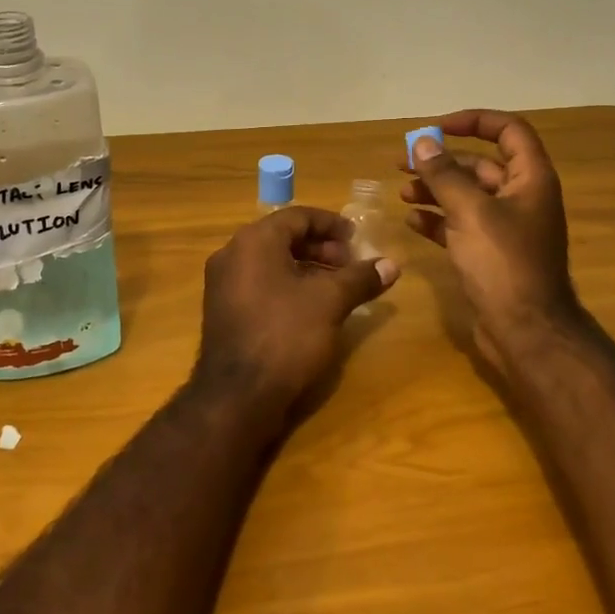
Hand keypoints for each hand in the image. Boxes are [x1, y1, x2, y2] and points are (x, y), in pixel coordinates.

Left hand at [193, 206, 398, 432]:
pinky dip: (286, 285)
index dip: (331, 224)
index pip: (298, 217)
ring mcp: (222, 283)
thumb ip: (360, 278)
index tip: (357, 238)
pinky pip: (259, 283)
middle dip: (320, 248)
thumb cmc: (286, 335)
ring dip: (306, 267)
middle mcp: (232, 253)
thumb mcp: (330, 302)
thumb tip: (392, 264)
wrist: (237, 396)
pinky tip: (309, 308)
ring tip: (336, 287)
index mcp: (254, 240)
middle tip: (350, 264)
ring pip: (270, 262)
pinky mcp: (222, 310)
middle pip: (282, 237)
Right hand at [401, 110, 582, 374]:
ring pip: (467, 196)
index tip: (436, 128)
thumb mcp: (470, 211)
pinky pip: (461, 226)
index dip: (473, 121)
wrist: (526, 331)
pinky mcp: (490, 254)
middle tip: (402, 163)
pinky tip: (412, 221)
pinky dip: (438, 220)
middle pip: (480, 165)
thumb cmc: (503, 263)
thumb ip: (443, 174)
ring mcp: (506, 228)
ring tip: (402, 192)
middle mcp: (521, 198)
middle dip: (441, 161)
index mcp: (530, 179)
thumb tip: (421, 142)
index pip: (508, 130)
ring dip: (435, 190)